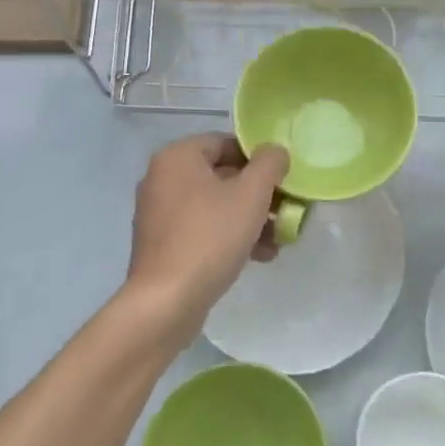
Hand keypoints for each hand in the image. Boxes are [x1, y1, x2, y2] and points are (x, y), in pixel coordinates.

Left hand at [127, 133, 290, 331]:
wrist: (165, 302)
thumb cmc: (210, 237)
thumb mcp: (251, 195)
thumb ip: (269, 164)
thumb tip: (275, 151)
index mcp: (178, 157)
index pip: (226, 143)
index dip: (258, 159)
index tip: (282, 181)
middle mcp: (162, 178)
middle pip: (222, 175)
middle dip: (258, 195)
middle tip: (286, 212)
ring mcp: (159, 212)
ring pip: (214, 205)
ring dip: (249, 219)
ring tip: (277, 241)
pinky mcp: (161, 244)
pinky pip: (202, 228)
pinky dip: (229, 236)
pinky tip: (258, 257)